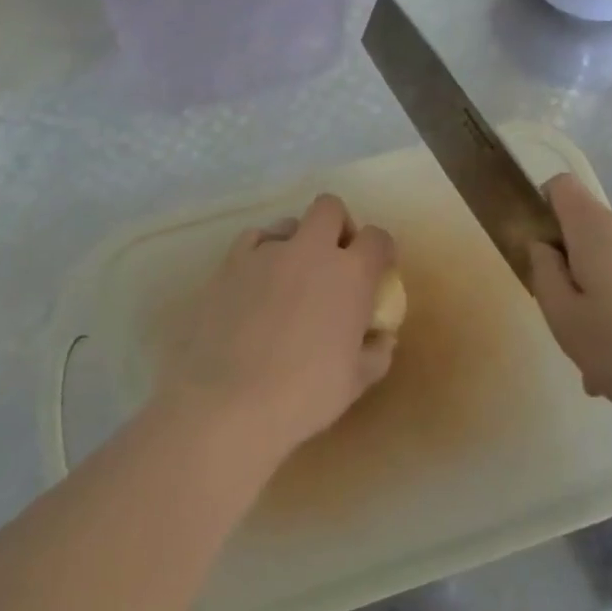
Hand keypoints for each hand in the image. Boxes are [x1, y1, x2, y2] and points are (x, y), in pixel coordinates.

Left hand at [157, 193, 396, 466]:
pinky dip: (261, 252)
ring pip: (288, 222)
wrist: (229, 402)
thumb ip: (377, 351)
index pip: (377, 238)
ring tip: (290, 275)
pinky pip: (252, 240)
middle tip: (335, 258)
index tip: (378, 268)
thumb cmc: (304, 395)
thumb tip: (381, 336)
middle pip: (330, 208)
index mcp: (350, 274)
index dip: (381, 249)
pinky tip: (256, 280)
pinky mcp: (230, 263)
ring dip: (297, 240)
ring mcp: (266, 252)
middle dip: (338, 225)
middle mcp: (311, 250)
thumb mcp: (356, 381)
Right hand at [528, 174, 611, 458]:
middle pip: (591, 235)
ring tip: (609, 364)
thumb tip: (543, 247)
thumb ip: (544, 274)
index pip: (561, 187)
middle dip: (576, 274)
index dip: (543, 210)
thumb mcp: (566, 321)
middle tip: (575, 331)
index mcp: (598, 229)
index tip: (544, 256)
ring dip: (607, 303)